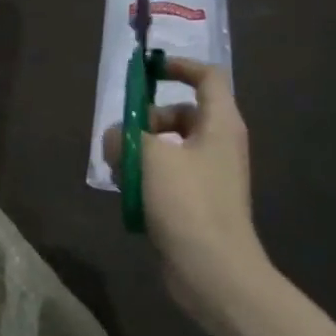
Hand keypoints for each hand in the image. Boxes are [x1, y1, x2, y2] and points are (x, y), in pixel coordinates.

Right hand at [102, 57, 270, 321]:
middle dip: (147, 120)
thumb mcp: (148, 158)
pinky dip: (147, 178)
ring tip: (121, 172)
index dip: (179, 66)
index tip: (147, 71)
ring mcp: (210, 175)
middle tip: (122, 137)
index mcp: (220, 124)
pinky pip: (168, 176)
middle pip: (181, 114)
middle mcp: (219, 144)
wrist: (213, 269)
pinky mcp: (197, 202)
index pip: (207, 78)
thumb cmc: (187, 203)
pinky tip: (129, 196)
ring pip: (169, 147)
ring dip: (140, 152)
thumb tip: (115, 137)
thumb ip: (125, 136)